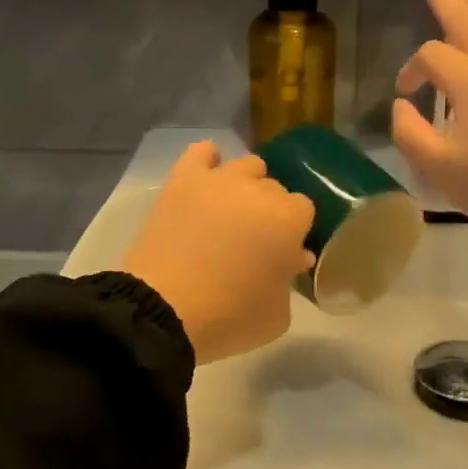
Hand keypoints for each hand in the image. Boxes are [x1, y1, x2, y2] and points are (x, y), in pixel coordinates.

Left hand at [120, 141, 315, 365]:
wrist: (163, 310)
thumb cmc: (229, 317)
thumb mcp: (277, 315)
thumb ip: (290, 280)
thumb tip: (291, 257)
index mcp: (288, 219)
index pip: (304, 210)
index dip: (294, 231)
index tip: (282, 253)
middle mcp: (258, 190)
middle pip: (275, 188)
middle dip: (270, 211)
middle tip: (254, 240)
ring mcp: (219, 180)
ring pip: (247, 166)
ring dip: (246, 185)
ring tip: (231, 212)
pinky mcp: (183, 180)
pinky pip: (201, 151)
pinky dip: (208, 160)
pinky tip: (207, 179)